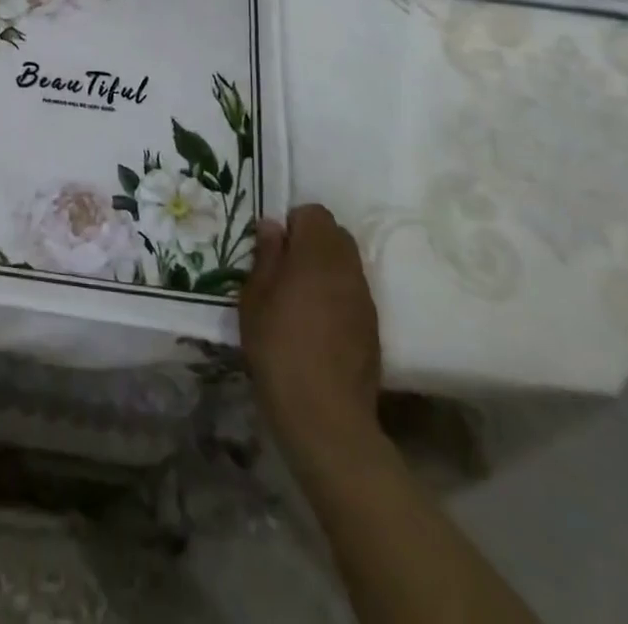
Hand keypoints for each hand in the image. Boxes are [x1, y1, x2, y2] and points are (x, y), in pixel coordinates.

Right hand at [241, 204, 382, 471]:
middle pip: (335, 234)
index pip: (314, 213)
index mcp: (316, 254)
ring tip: (301, 295)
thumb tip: (273, 225)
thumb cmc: (278, 347)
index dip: (293, 222)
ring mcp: (364, 298)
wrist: (324, 414)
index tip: (275, 246)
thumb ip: (266, 256)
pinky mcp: (372, 326)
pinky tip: (318, 322)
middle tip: (285, 266)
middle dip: (312, 240)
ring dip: (326, 267)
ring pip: (347, 263)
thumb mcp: (255, 298)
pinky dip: (337, 293)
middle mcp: (347, 268)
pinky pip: (354, 291)